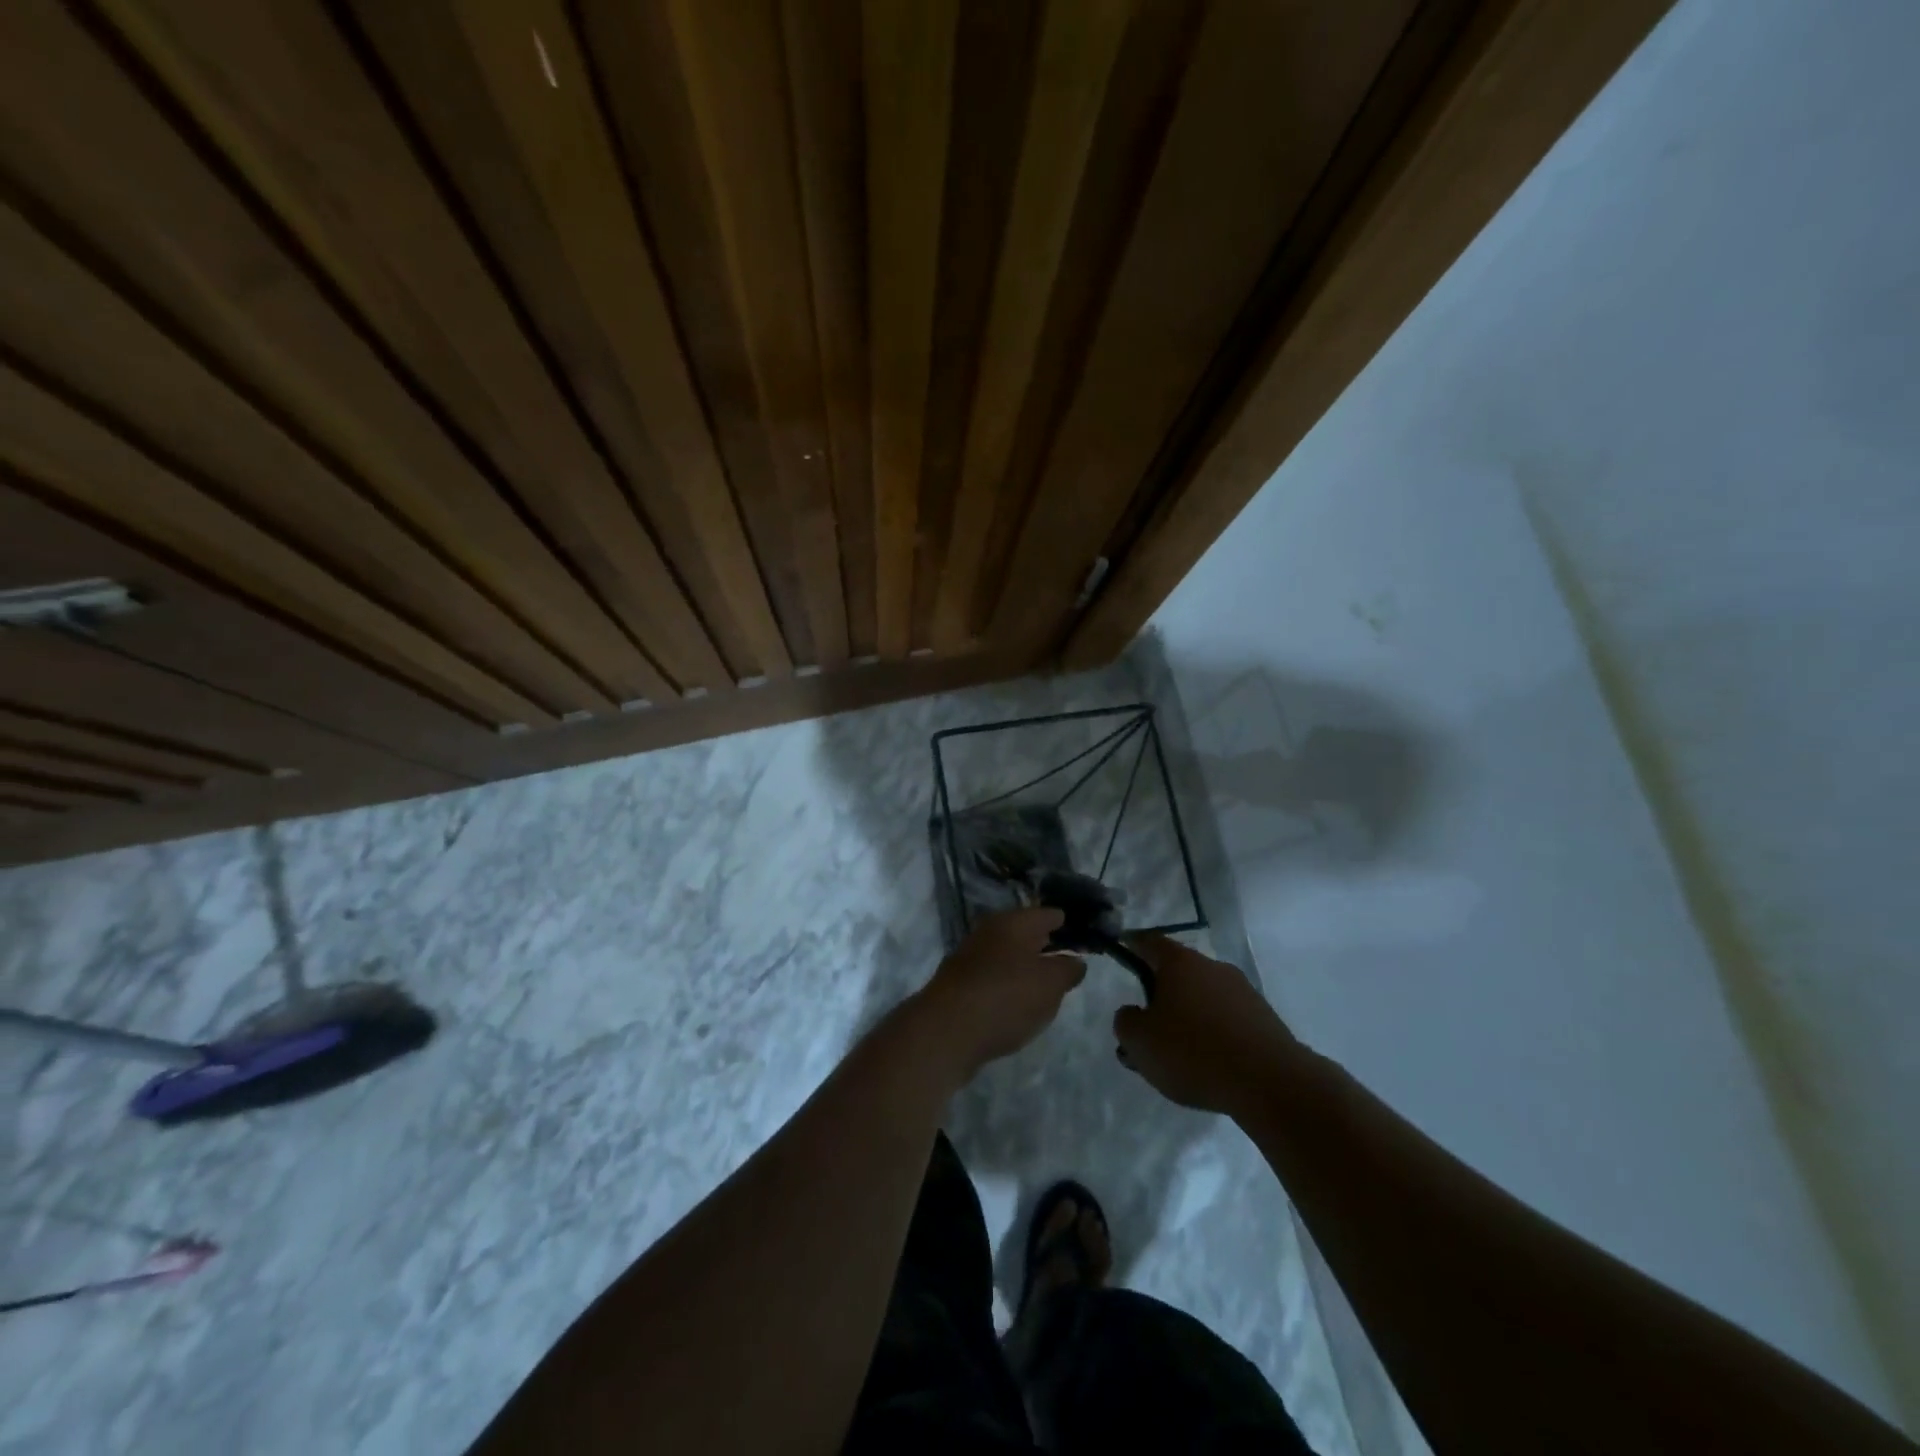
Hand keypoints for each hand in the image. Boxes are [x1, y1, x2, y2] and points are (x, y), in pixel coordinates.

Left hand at [909, 908, 1085, 1082]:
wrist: (945, 1031)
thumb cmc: (1005, 998)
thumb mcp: (1050, 984)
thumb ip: (1067, 970)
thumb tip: (1074, 961)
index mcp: (1012, 922)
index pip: (1048, 914)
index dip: (1067, 923)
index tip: (1085, 933)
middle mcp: (989, 932)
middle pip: (1025, 933)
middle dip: (1046, 943)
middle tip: (1070, 957)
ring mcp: (970, 957)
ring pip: (1007, 955)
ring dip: (1026, 965)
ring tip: (1048, 982)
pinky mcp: (959, 984)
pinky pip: (993, 976)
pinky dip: (1008, 983)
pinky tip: (1018, 1000)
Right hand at [1112, 935, 1300, 1116]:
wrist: (1270, 1083)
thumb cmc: (1193, 1052)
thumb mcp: (1140, 1041)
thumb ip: (1125, 1021)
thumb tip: (1133, 1013)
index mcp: (1180, 963)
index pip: (1149, 942)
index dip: (1132, 945)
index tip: (1122, 950)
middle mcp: (1213, 967)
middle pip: (1178, 973)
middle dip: (1160, 994)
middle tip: (1146, 1024)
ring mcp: (1243, 992)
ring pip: (1204, 998)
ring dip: (1188, 1017)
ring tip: (1176, 1056)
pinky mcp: (1265, 1020)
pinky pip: (1227, 1020)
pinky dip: (1213, 1035)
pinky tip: (1208, 1065)